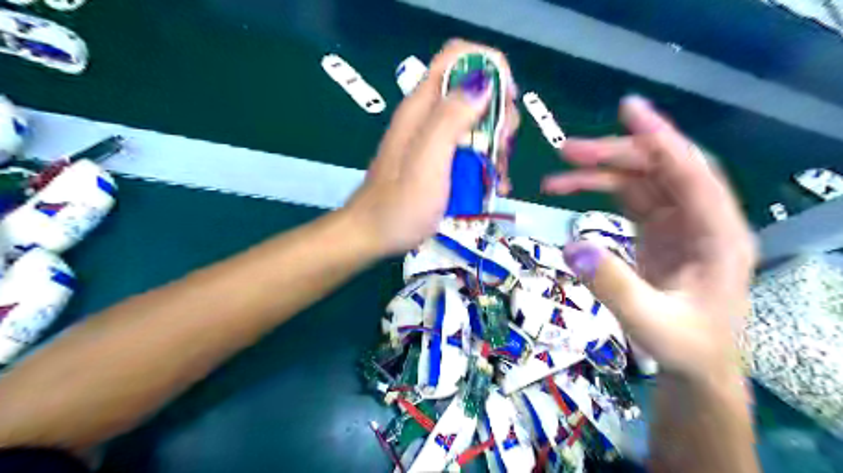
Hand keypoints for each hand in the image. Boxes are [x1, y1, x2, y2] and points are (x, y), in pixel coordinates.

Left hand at [343, 38, 521, 255]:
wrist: (373, 235)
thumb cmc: (399, 204)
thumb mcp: (427, 161)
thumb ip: (450, 119)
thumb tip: (484, 82)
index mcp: (422, 106)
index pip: (459, 57)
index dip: (489, 67)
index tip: (507, 101)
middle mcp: (428, 116)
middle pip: (473, 90)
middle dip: (498, 112)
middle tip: (502, 146)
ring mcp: (433, 139)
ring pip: (476, 122)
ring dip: (496, 143)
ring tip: (498, 175)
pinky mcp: (438, 161)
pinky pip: (469, 149)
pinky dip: (486, 162)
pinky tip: (493, 185)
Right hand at [547, 96, 756, 384]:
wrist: (694, 367)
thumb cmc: (684, 346)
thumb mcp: (649, 322)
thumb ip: (613, 285)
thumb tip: (571, 246)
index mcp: (719, 235)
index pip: (693, 173)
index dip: (661, 138)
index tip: (629, 109)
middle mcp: (703, 219)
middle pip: (659, 169)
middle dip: (614, 155)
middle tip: (566, 151)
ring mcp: (679, 222)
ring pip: (640, 180)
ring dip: (599, 172)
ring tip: (556, 177)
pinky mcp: (659, 230)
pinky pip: (629, 197)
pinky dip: (599, 189)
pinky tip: (572, 189)